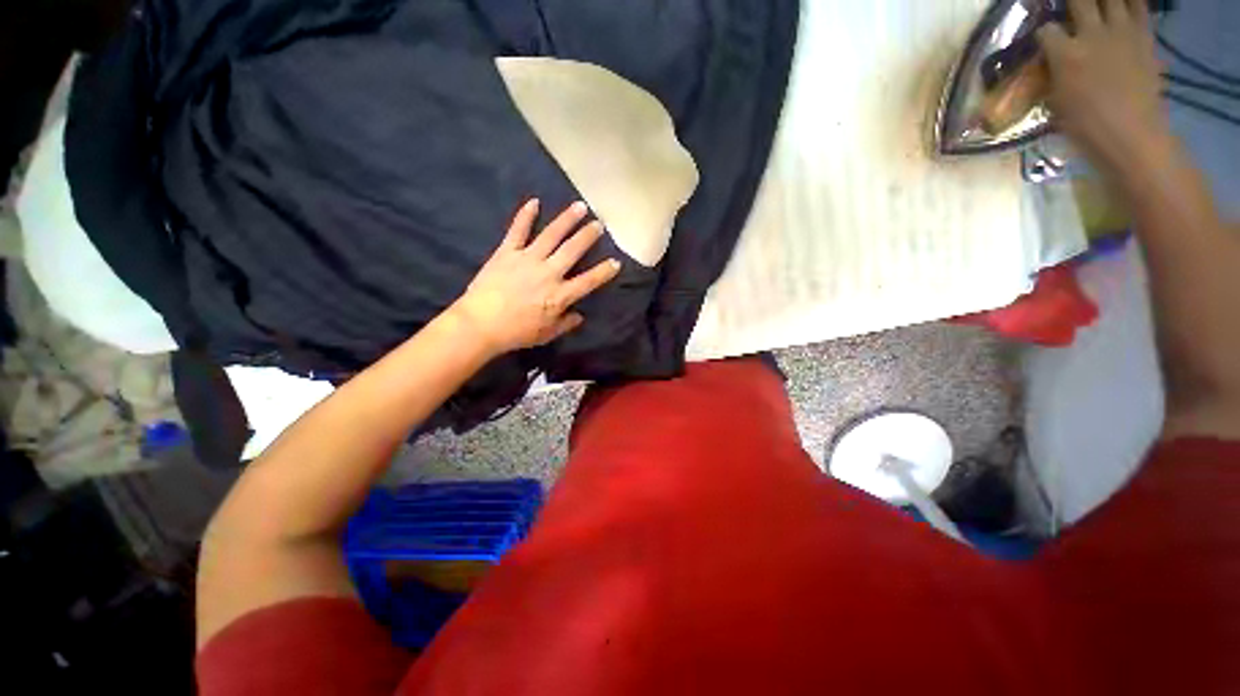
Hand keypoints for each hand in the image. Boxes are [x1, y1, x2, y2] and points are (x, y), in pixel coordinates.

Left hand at [450, 199, 621, 357]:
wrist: (481, 324)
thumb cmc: (516, 332)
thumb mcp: (546, 334)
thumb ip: (565, 323)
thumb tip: (580, 316)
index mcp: (560, 295)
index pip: (589, 281)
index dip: (604, 271)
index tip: (616, 262)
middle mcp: (548, 273)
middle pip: (573, 250)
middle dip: (588, 236)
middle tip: (599, 224)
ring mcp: (528, 259)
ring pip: (551, 235)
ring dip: (567, 220)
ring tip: (580, 206)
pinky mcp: (507, 252)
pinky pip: (518, 230)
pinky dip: (525, 216)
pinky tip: (534, 202)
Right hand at [1037, 0, 1170, 169]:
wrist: (1132, 135)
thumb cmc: (1086, 127)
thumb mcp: (1057, 102)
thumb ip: (1054, 73)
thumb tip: (1051, 60)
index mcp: (1066, 54)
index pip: (1046, 30)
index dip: (1044, 33)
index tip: (1045, 39)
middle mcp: (1092, 34)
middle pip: (1079, 1)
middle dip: (1072, 3)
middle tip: (1071, 9)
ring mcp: (1122, 32)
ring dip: (1103, 1)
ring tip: (1099, 7)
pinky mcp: (1144, 36)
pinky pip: (1139, 6)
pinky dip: (1131, 3)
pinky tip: (1124, 8)